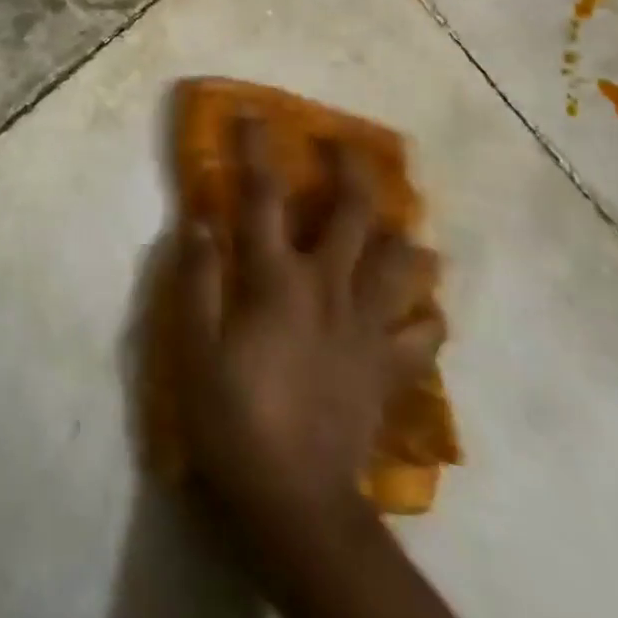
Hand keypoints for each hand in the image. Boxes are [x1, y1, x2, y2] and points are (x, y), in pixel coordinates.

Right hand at [173, 120, 444, 548]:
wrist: (295, 504)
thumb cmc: (234, 418)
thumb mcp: (193, 347)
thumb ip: (197, 278)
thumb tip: (201, 220)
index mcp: (278, 279)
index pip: (263, 196)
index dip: (256, 148)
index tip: (253, 112)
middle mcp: (330, 288)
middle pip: (355, 213)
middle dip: (352, 169)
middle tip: (345, 144)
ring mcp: (368, 328)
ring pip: (404, 264)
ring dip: (403, 237)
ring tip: (398, 225)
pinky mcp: (390, 369)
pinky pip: (424, 333)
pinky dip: (425, 314)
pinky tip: (418, 306)